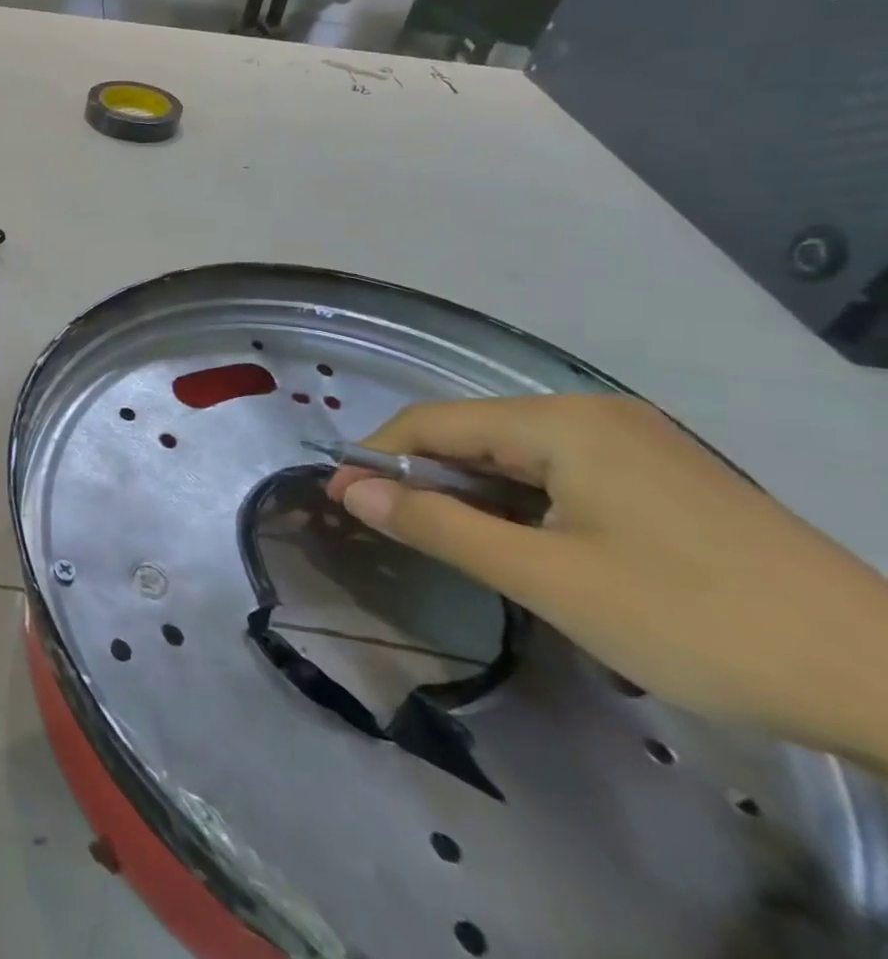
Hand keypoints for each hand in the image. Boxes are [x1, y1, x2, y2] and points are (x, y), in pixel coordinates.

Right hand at [328, 394, 887, 767]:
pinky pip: (563, 474)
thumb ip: (437, 525)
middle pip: (476, 434)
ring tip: (453, 542)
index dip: (378, 457)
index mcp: (562, 422)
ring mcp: (636, 443)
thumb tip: (351, 490)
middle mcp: (593, 414)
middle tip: (391, 528)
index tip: (340, 499)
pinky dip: (523, 502)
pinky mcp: (665, 477)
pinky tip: (526, 543)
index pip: (434, 423)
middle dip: (425, 477)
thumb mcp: (546, 577)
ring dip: (474, 493)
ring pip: (518, 456)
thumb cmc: (695, 620)